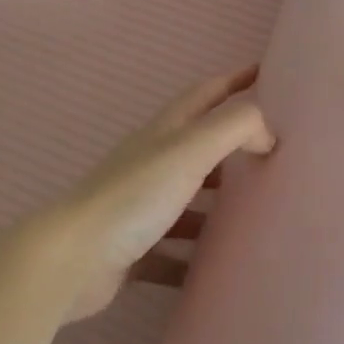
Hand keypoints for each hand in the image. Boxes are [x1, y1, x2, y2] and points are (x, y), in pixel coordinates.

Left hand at [37, 66, 275, 320]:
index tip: (268, 73)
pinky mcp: (133, 248)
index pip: (208, 93)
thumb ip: (235, 128)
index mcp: (166, 132)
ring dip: (217, 204)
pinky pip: (172, 251)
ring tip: (256, 214)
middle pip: (200, 146)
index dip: (237, 80)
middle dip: (235, 144)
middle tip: (274, 152)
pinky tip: (216, 269)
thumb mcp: (191, 149)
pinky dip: (193, 257)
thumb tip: (268, 135)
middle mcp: (152, 162)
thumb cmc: (134, 195)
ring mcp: (140, 206)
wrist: (70, 260)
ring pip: (189, 199)